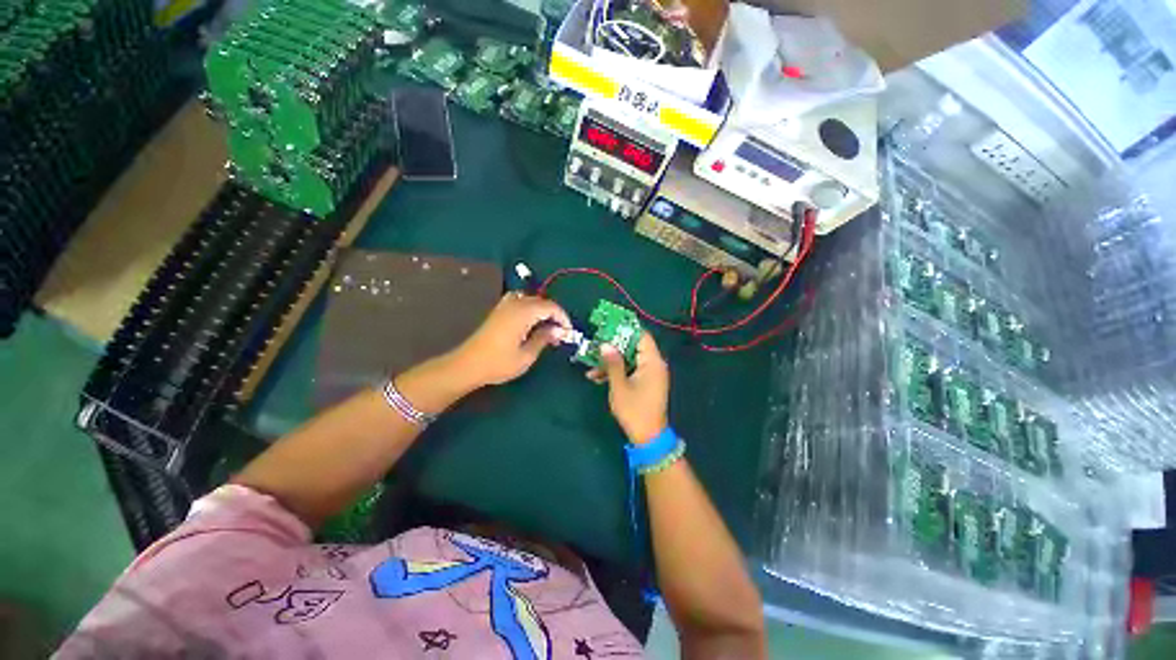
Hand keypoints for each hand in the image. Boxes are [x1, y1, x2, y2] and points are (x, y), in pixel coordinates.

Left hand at [449, 292, 570, 387]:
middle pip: (541, 301)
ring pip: (530, 299)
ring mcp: (504, 306)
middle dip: (553, 315)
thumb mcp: (527, 355)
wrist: (468, 365)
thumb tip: (558, 330)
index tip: (568, 332)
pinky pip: (519, 301)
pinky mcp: (498, 311)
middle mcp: (515, 304)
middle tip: (559, 333)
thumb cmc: (499, 363)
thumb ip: (544, 339)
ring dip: (541, 310)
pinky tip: (529, 322)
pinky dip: (529, 308)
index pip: (550, 307)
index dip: (563, 318)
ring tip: (545, 327)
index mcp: (523, 313)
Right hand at [588, 333, 669, 444]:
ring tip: (591, 369)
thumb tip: (605, 344)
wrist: (648, 437)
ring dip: (612, 363)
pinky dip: (617, 372)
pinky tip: (598, 378)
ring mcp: (650, 374)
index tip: (608, 327)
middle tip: (595, 347)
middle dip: (613, 348)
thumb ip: (613, 363)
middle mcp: (654, 364)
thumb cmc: (634, 410)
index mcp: (652, 362)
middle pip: (633, 347)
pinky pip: (631, 370)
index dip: (625, 329)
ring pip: (629, 360)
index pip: (642, 336)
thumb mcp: (619, 386)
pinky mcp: (646, 383)